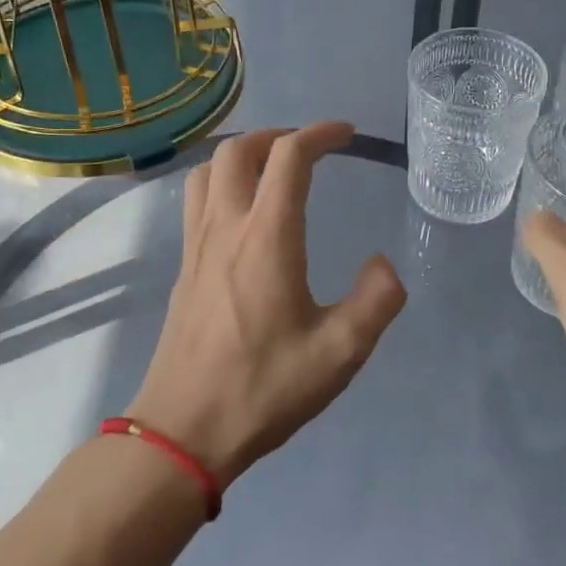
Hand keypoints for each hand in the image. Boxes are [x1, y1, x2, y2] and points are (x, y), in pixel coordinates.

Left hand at [127, 122, 407, 487]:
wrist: (182, 432)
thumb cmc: (263, 389)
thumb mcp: (339, 353)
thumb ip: (375, 301)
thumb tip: (383, 263)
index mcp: (267, 238)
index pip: (289, 157)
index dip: (320, 134)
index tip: (346, 134)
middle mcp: (226, 227)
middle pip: (238, 150)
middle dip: (277, 135)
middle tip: (309, 148)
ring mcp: (196, 245)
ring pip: (207, 170)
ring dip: (242, 154)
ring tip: (273, 169)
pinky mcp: (183, 267)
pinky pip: (196, 200)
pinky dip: (221, 181)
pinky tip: (243, 212)